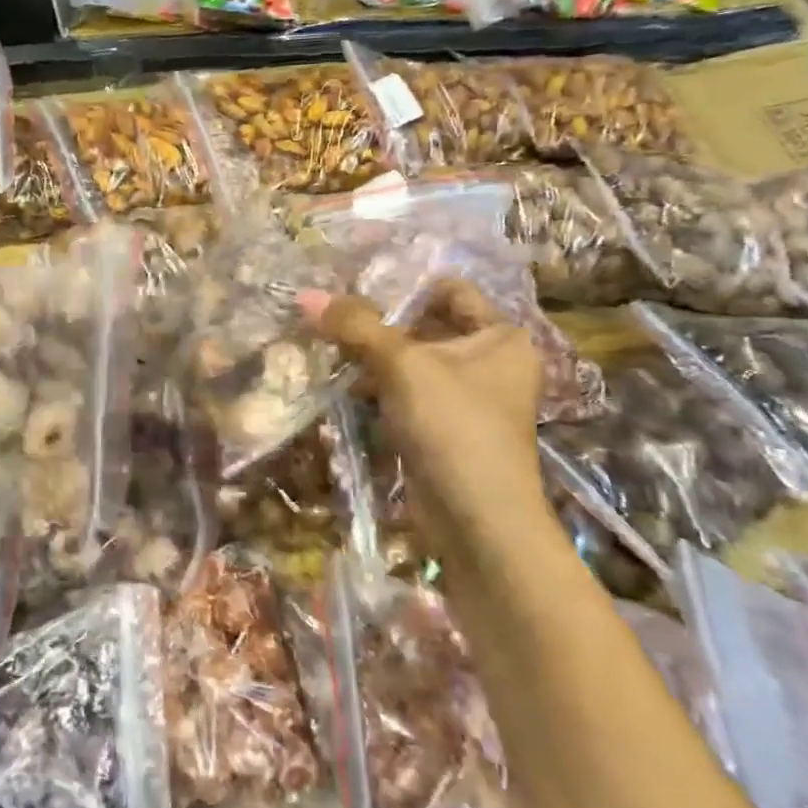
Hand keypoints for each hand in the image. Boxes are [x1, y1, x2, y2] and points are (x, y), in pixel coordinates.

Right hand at [299, 279, 547, 544]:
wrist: (477, 520)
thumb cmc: (453, 427)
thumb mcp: (402, 366)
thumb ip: (356, 326)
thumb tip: (306, 295)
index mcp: (501, 336)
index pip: (448, 290)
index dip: (402, 287)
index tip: (353, 292)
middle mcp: (490, 361)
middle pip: (424, 324)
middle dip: (377, 325)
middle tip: (331, 321)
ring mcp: (468, 397)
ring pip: (412, 361)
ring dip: (372, 357)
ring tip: (329, 351)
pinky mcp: (445, 427)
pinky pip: (408, 392)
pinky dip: (379, 387)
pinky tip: (346, 387)